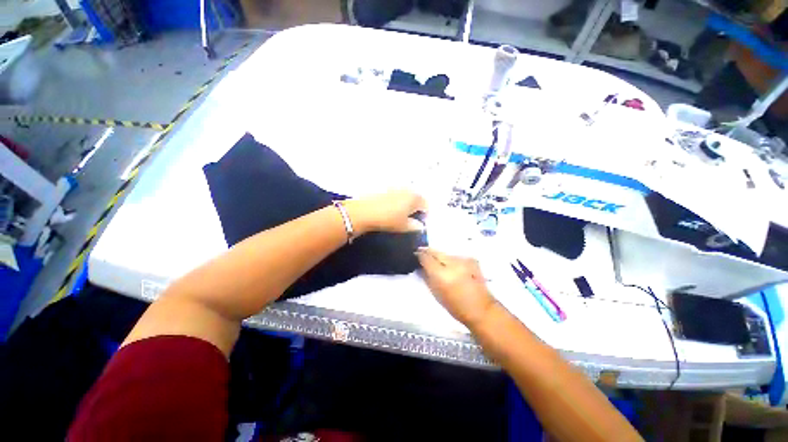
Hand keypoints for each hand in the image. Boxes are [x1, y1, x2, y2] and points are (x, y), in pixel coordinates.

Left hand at [345, 190, 426, 233]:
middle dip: (416, 207)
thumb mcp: (404, 226)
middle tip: (410, 218)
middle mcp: (408, 188)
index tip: (419, 223)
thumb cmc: (388, 219)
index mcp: (415, 198)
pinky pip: (396, 192)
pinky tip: (389, 206)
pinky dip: (396, 199)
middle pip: (417, 198)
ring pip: (406, 194)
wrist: (364, 211)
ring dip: (406, 202)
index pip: (426, 206)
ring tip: (399, 212)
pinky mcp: (385, 186)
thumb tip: (421, 226)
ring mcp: (396, 185)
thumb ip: (416, 226)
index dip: (424, 215)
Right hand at [416, 248, 496, 327]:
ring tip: (437, 262)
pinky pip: (455, 256)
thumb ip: (427, 277)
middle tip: (422, 252)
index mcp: (442, 275)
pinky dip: (451, 260)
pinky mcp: (471, 259)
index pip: (427, 258)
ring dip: (440, 256)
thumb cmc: (456, 306)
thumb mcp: (436, 294)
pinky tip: (451, 266)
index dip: (420, 255)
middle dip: (428, 251)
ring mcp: (463, 260)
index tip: (415, 254)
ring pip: (446, 253)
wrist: (481, 309)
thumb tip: (420, 267)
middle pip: (436, 252)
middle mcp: (452, 264)